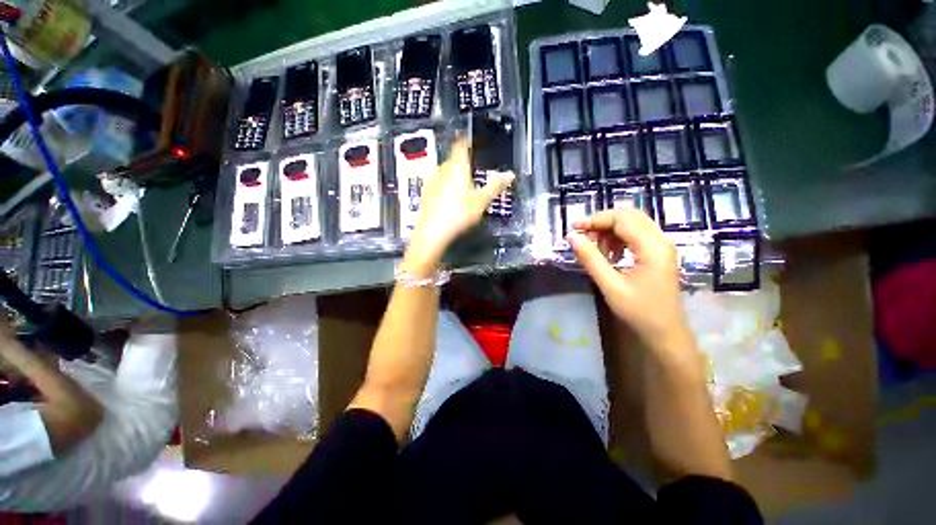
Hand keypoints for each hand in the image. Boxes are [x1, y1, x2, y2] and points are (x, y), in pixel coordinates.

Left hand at [406, 139, 513, 273]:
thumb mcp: (481, 201)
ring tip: (461, 186)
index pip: (460, 145)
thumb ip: (495, 186)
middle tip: (471, 170)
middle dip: (461, 162)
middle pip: (452, 159)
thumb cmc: (459, 214)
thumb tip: (510, 174)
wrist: (432, 232)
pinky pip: (437, 184)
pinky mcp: (425, 193)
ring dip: (452, 175)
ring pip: (444, 172)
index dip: (466, 141)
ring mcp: (432, 181)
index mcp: (457, 167)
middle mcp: (442, 170)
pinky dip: (444, 186)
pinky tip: (448, 198)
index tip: (470, 141)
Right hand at [568, 208, 690, 348]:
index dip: (596, 220)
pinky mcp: (658, 252)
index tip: (574, 229)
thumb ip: (590, 259)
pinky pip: (636, 234)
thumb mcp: (610, 285)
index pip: (622, 219)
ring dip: (610, 229)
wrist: (665, 332)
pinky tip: (609, 253)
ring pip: (633, 223)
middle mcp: (661, 240)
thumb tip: (572, 237)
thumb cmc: (639, 311)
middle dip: (602, 222)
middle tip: (583, 236)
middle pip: (629, 215)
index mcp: (652, 247)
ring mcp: (662, 245)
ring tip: (595, 248)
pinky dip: (618, 237)